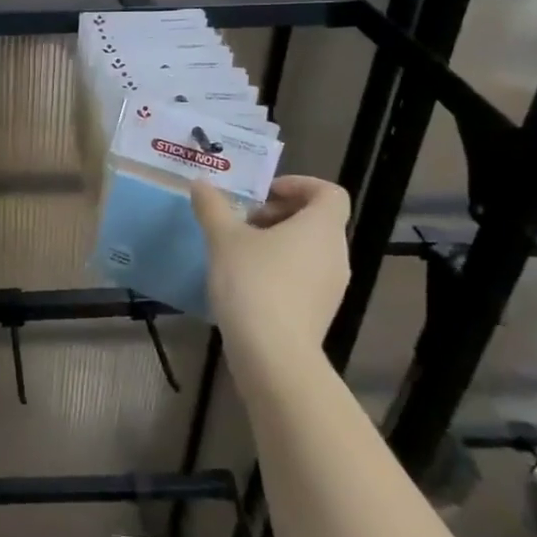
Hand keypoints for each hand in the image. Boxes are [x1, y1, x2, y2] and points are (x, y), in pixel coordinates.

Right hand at [191, 175, 350, 351]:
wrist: (272, 353)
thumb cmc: (253, 282)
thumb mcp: (223, 238)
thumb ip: (213, 207)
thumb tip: (201, 183)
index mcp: (321, 227)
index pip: (329, 193)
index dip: (299, 185)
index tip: (264, 193)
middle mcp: (336, 253)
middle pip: (317, 220)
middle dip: (280, 214)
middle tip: (244, 221)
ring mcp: (333, 286)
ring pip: (310, 250)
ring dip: (279, 242)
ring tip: (240, 252)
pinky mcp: (321, 312)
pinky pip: (305, 276)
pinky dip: (282, 269)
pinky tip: (248, 282)